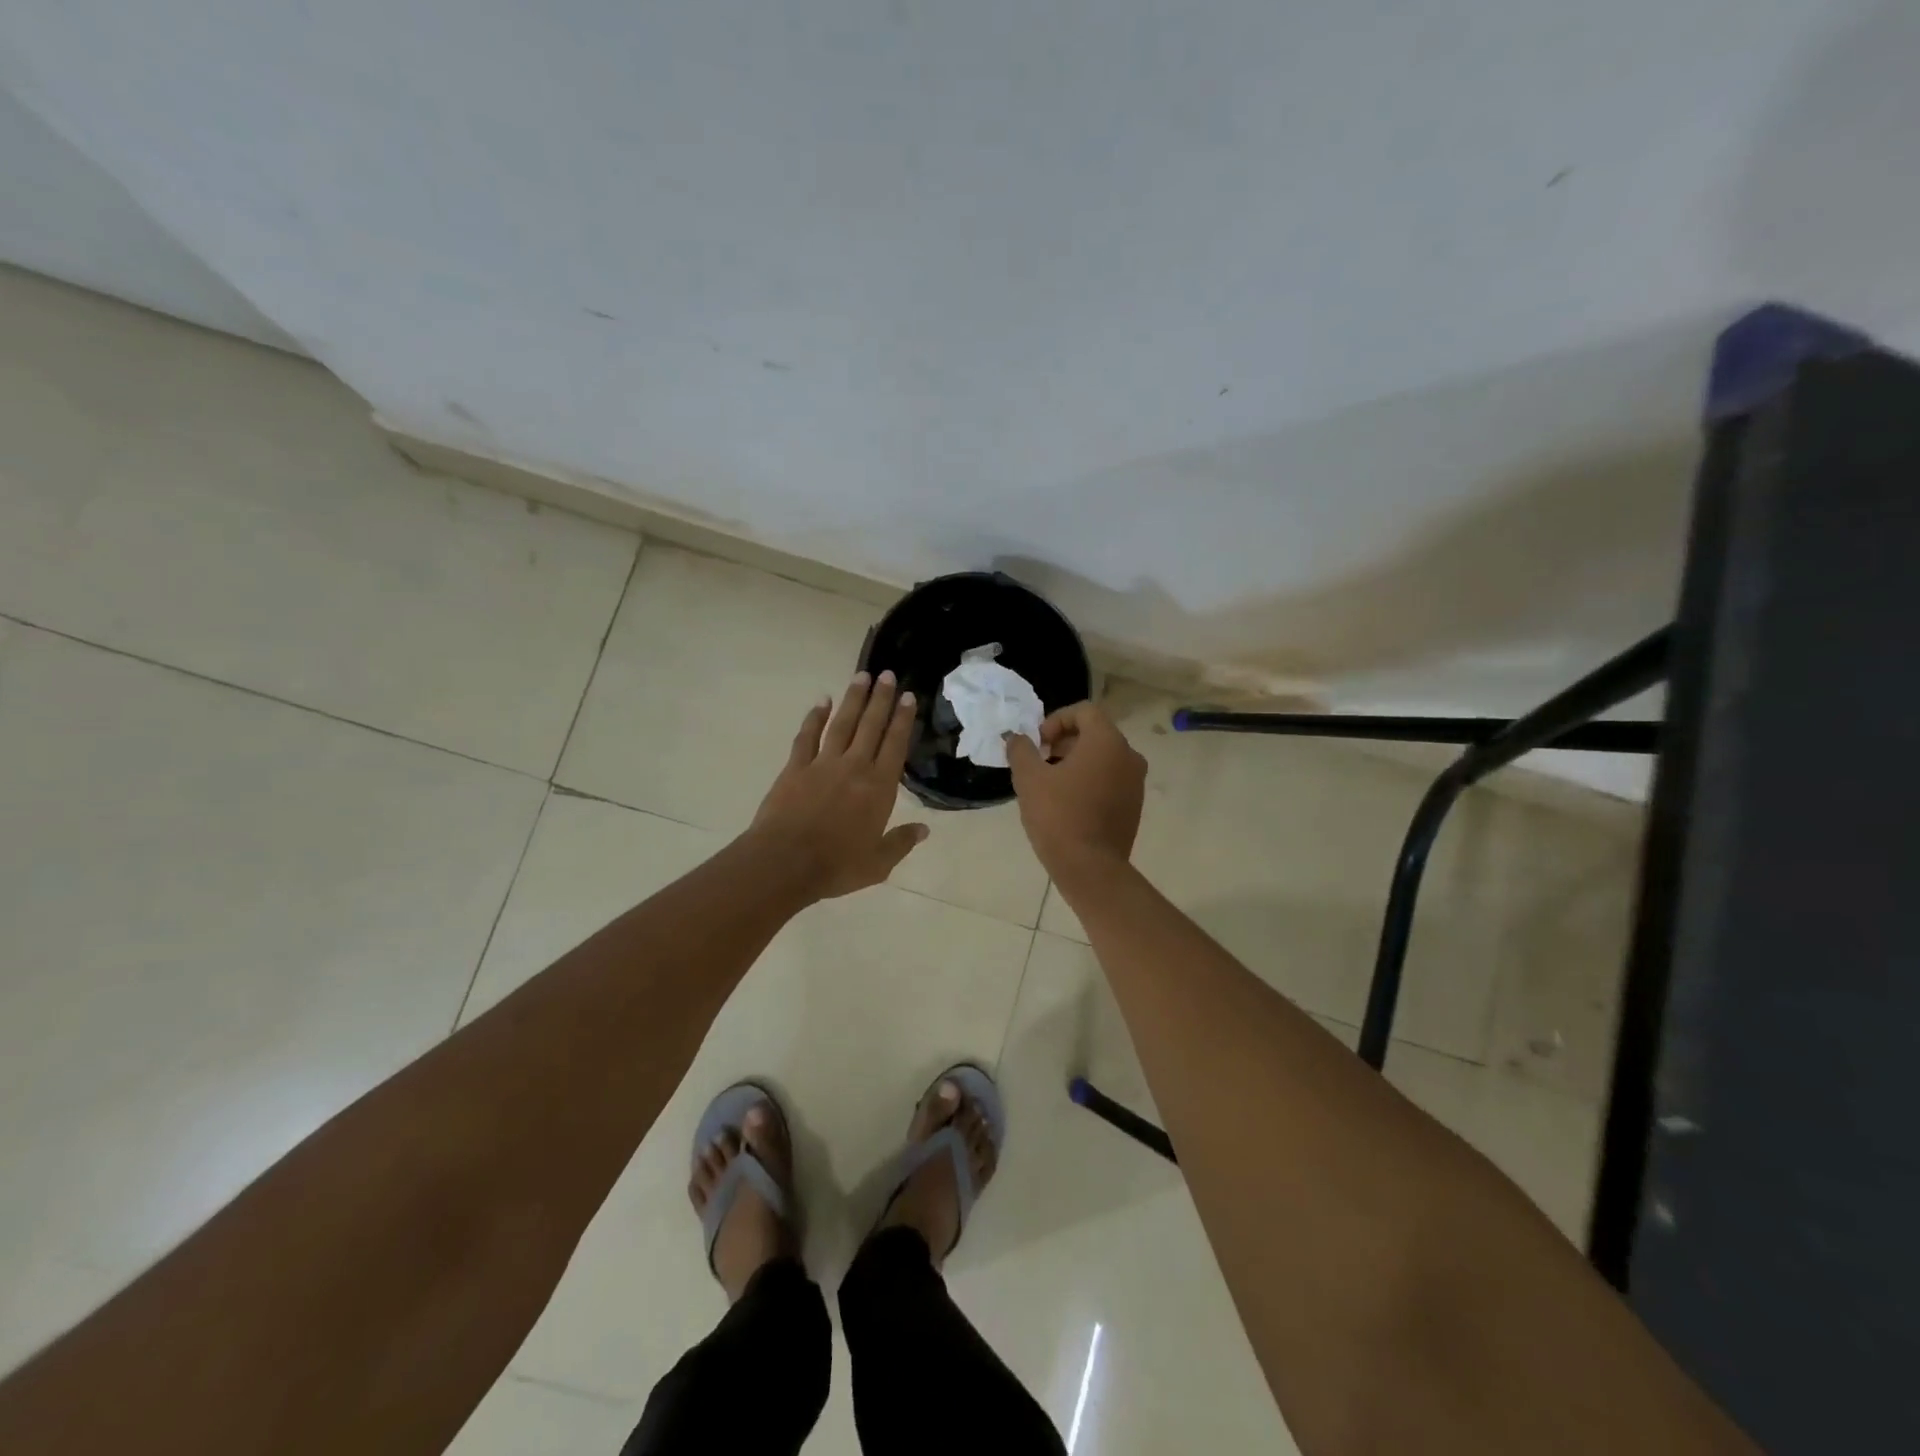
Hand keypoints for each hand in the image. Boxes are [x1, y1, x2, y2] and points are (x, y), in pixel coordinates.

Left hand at [750, 670, 928, 898]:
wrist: (785, 863)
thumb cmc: (836, 866)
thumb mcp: (878, 863)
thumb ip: (901, 842)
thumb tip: (924, 829)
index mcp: (878, 788)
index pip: (895, 745)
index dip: (903, 720)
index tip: (909, 696)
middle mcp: (854, 767)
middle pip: (871, 726)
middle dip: (881, 699)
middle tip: (888, 674)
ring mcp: (823, 764)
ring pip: (841, 724)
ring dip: (852, 699)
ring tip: (862, 676)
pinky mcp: (795, 768)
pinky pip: (807, 736)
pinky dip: (814, 717)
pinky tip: (821, 702)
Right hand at [1004, 701, 1145, 884]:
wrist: (1090, 869)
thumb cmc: (1058, 816)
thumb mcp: (1029, 779)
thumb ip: (1021, 750)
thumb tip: (1016, 738)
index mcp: (1107, 742)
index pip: (1084, 711)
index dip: (1056, 720)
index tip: (1038, 744)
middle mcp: (1129, 756)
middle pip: (1095, 733)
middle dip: (1064, 741)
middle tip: (1040, 762)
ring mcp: (1135, 782)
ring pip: (1103, 758)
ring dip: (1076, 762)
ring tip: (1050, 784)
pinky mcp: (1134, 805)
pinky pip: (1110, 780)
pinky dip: (1090, 781)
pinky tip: (1067, 803)